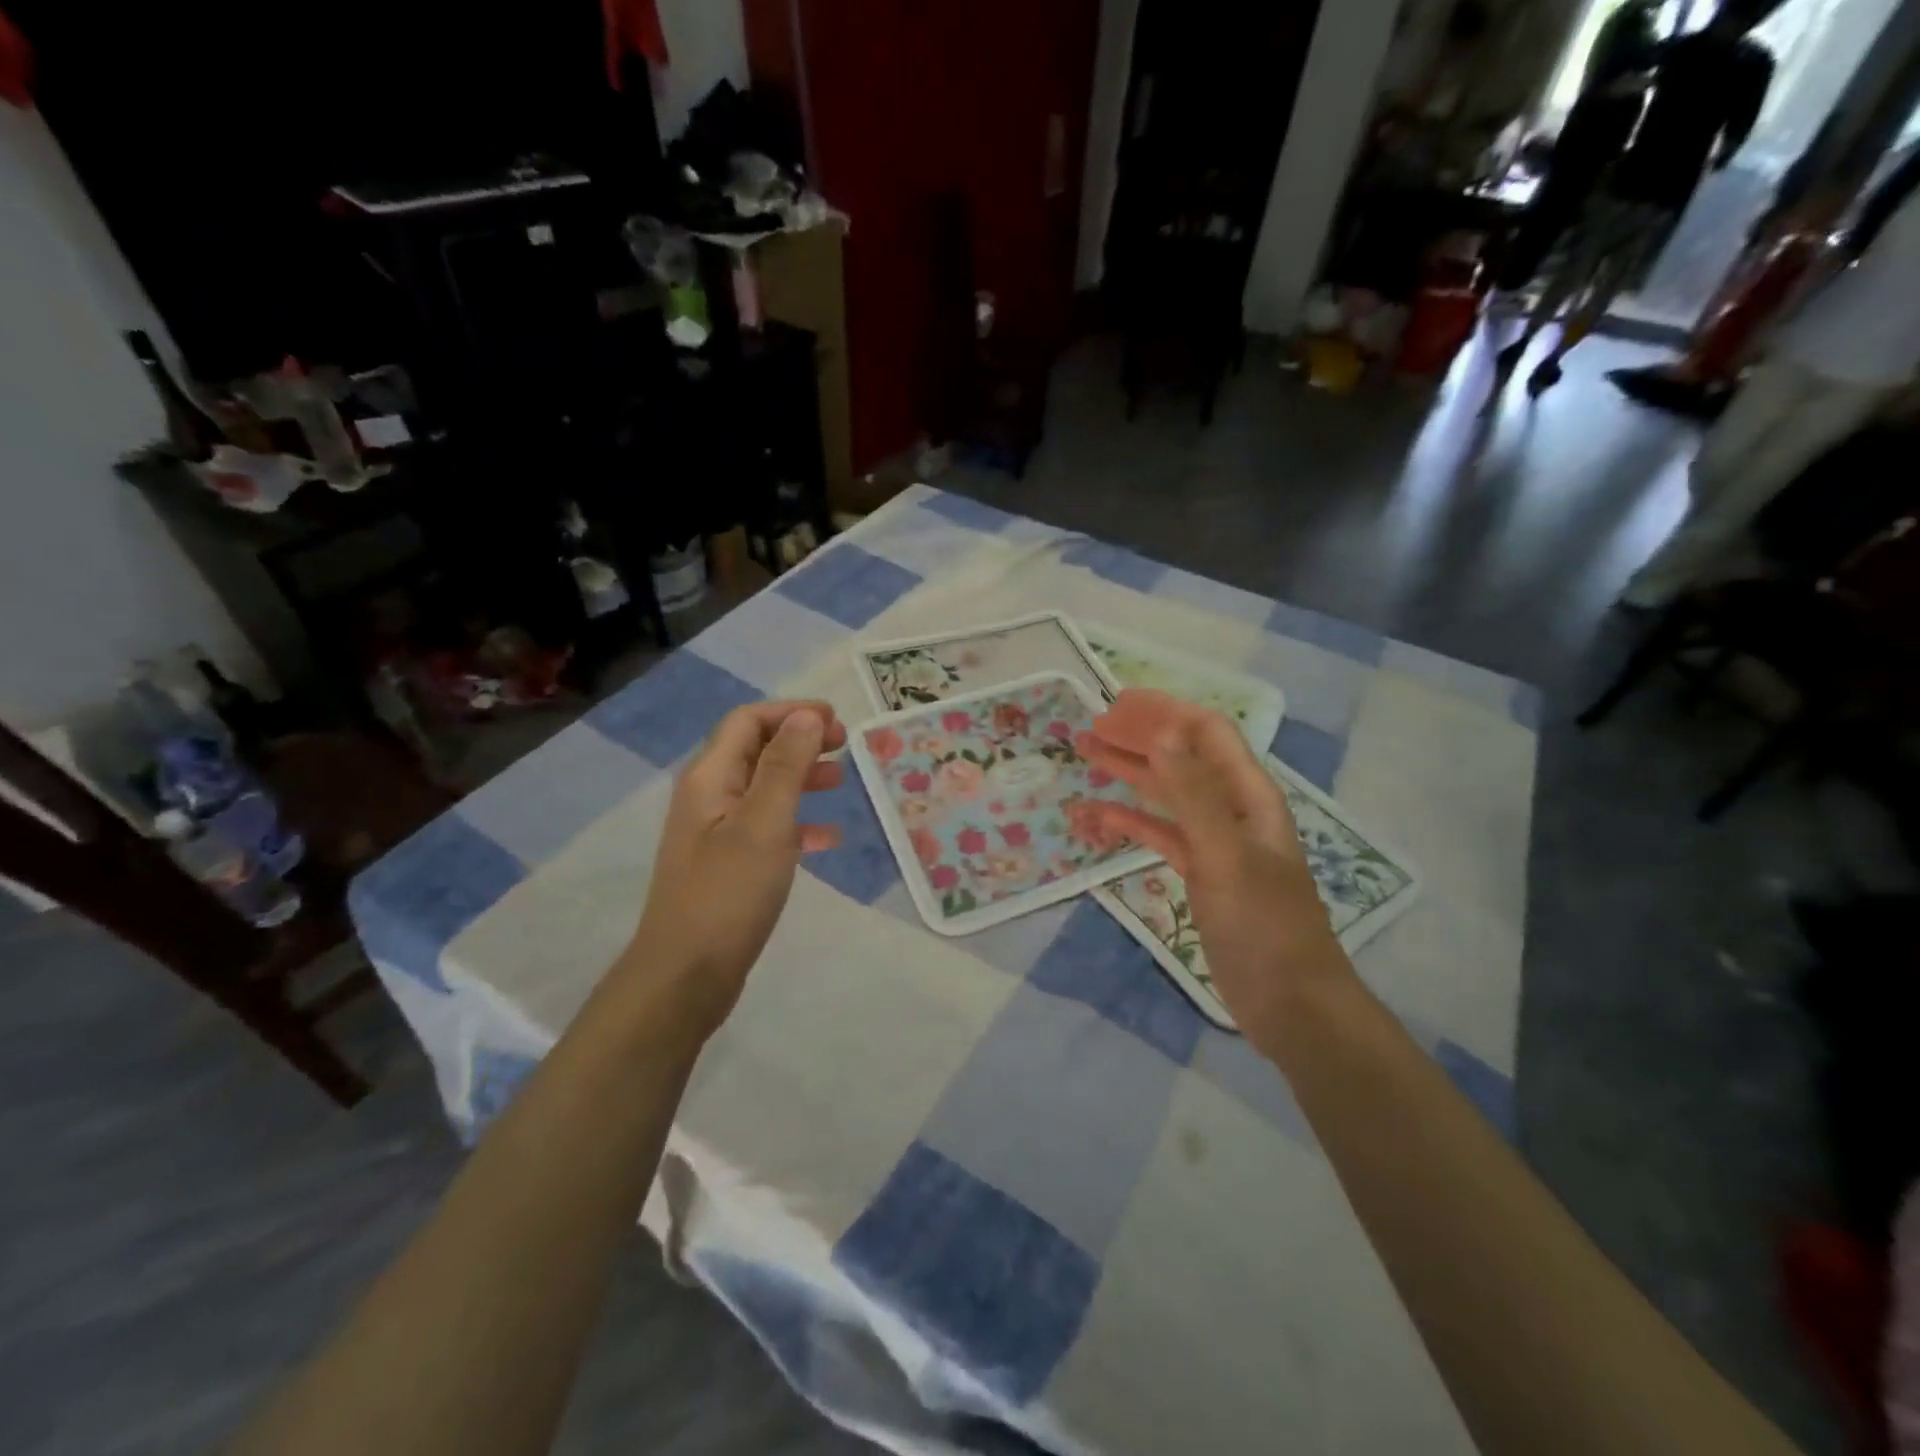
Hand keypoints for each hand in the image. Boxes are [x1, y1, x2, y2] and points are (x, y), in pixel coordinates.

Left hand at [627, 701, 846, 1037]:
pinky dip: (798, 822)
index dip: (791, 713)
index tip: (837, 720)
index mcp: (709, 778)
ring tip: (841, 782)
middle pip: (756, 750)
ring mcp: (716, 833)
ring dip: (801, 778)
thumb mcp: (764, 823)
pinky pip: (767, 828)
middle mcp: (708, 797)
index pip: (747, 721)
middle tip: (845, 746)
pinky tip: (829, 837)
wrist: (686, 974)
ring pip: (764, 788)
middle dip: (800, 741)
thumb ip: (785, 766)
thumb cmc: (728, 893)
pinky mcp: (727, 864)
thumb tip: (806, 716)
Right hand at [1078, 690, 1350, 1041]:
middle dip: (1139, 737)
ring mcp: (1216, 842)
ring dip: (1129, 772)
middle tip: (1090, 728)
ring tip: (1087, 755)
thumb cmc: (1264, 925)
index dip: (1163, 712)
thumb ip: (1193, 794)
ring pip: (1167, 793)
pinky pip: (1160, 834)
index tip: (1115, 705)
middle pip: (1182, 757)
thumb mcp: (1225, 854)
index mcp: (1249, 795)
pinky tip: (1098, 815)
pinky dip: (1130, 821)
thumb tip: (1161, 733)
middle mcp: (1232, 809)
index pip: (1206, 733)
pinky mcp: (1201, 874)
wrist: (1292, 1003)